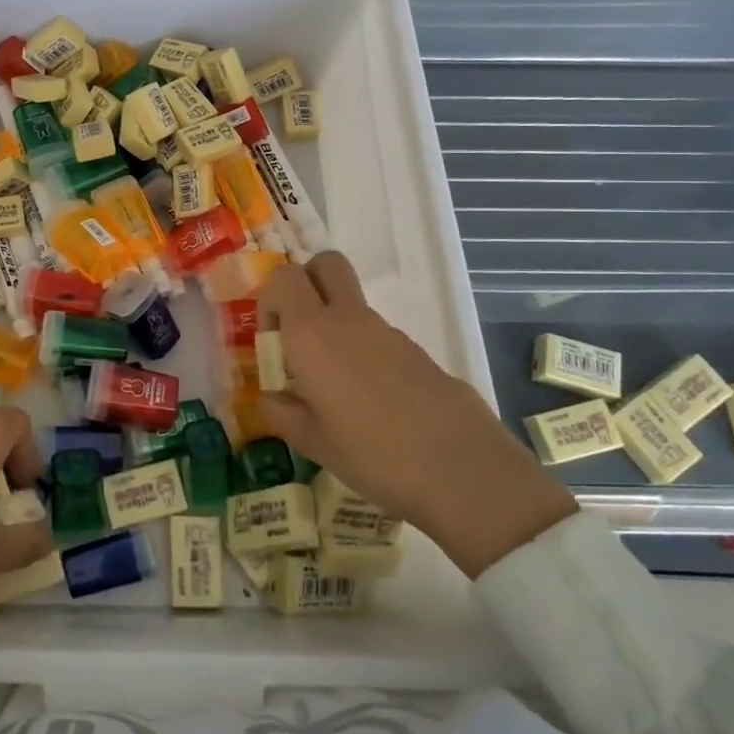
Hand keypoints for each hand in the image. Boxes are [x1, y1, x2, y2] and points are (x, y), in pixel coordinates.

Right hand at [258, 252, 576, 577]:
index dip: (271, 299)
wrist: (462, 469)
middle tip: (299, 331)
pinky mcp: (416, 351)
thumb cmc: (372, 454)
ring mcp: (387, 332)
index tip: (273, 341)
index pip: (283, 278)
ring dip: (335, 325)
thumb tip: (271, 397)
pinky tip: (371, 402)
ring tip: (335, 387)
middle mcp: (347, 320)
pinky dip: (364, 351)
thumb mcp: (313, 442)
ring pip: (351, 304)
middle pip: (326, 264)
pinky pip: (377, 335)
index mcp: (312, 334)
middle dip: (307, 283)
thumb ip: (282, 412)